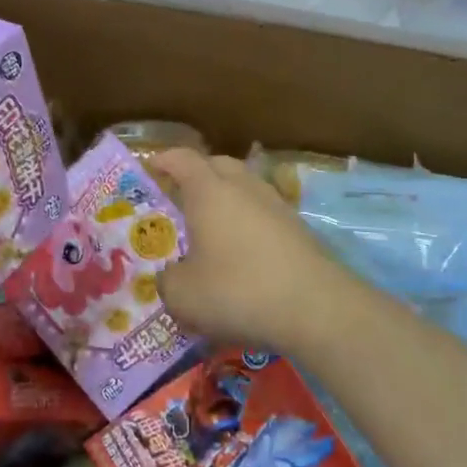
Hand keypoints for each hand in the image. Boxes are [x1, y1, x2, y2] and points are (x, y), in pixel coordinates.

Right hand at [150, 150, 361, 356]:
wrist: (316, 308)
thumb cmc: (238, 291)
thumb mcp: (183, 295)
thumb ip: (167, 280)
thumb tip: (170, 276)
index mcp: (209, 191)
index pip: (182, 159)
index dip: (163, 160)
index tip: (150, 168)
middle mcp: (244, 187)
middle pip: (218, 165)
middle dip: (197, 175)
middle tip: (180, 198)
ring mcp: (276, 205)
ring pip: (245, 188)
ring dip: (227, 199)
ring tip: (212, 228)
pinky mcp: (299, 228)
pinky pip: (264, 213)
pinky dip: (249, 223)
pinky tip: (243, 253)